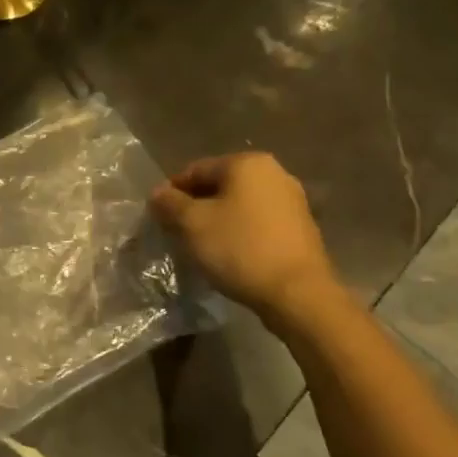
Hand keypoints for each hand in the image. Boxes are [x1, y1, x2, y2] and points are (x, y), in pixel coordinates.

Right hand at [150, 153, 342, 325]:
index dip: (171, 193)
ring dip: (216, 222)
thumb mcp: (191, 224)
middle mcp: (274, 173)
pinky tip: (229, 255)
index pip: (195, 170)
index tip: (157, 218)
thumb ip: (169, 203)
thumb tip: (158, 193)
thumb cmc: (239, 248)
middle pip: (219, 186)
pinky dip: (238, 233)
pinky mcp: (300, 228)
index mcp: (247, 164)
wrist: (296, 292)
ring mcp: (292, 201)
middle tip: (176, 234)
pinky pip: (257, 223)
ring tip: (201, 247)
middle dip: (195, 208)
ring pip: (238, 205)